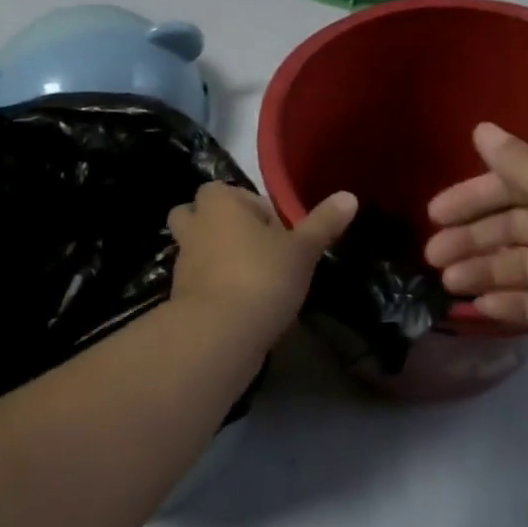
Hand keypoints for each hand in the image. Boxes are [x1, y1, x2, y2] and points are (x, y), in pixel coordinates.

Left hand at [168, 183, 357, 341]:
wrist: (218, 335)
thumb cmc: (262, 278)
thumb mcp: (303, 250)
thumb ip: (323, 222)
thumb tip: (349, 196)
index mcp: (220, 203)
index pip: (234, 191)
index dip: (256, 208)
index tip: (280, 230)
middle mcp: (195, 225)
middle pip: (198, 212)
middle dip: (220, 223)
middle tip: (253, 244)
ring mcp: (182, 261)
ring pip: (194, 246)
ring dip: (213, 254)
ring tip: (247, 273)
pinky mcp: (178, 295)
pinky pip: (196, 280)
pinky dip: (211, 285)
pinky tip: (239, 302)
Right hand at [424, 123, 527, 363]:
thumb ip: (524, 168)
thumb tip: (480, 130)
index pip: (511, 186)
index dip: (471, 197)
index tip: (435, 213)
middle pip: (511, 228)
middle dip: (471, 239)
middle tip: (432, 257)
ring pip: (523, 265)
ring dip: (486, 271)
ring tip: (449, 284)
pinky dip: (514, 305)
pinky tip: (482, 309)